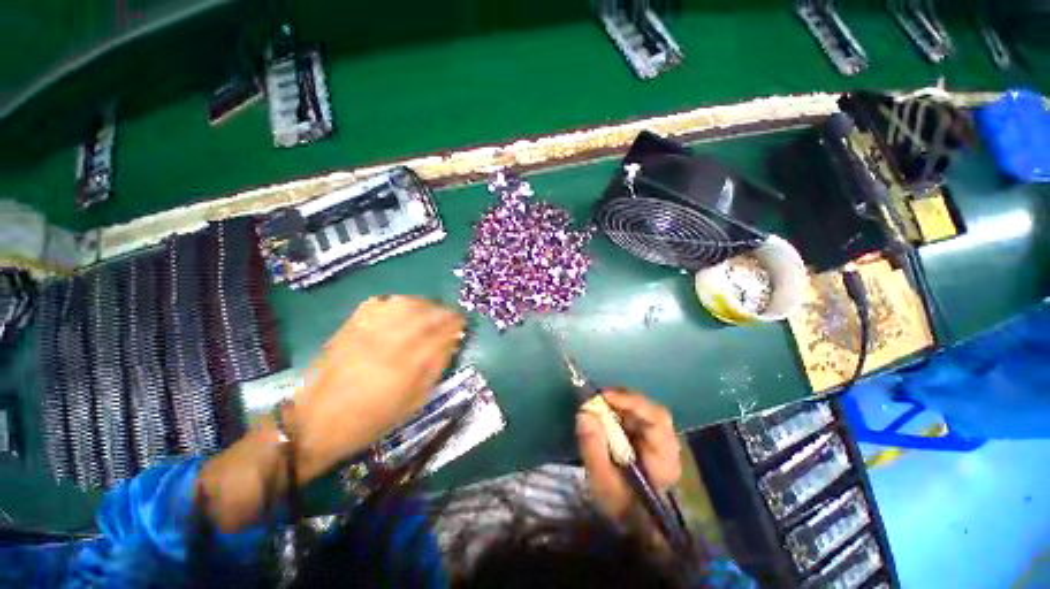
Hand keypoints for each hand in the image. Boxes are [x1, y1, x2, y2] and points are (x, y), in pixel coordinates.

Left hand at [292, 295, 465, 478]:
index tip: (463, 323)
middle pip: (426, 312)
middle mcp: (389, 341)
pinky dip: (397, 302)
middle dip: (444, 311)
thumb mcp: (414, 402)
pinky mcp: (350, 325)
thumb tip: (452, 342)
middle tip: (452, 316)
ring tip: (431, 311)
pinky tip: (403, 311)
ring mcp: (367, 330)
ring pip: (405, 302)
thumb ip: (436, 368)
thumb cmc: (372, 419)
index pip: (441, 332)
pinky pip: (380, 302)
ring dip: (424, 304)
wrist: (315, 422)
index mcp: (407, 365)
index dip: (456, 323)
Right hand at [576, 390, 681, 522]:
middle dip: (622, 400)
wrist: (635, 526)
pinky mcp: (648, 439)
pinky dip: (618, 412)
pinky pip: (634, 417)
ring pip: (641, 411)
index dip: (630, 401)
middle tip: (596, 398)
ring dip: (618, 405)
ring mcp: (659, 440)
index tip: (604, 396)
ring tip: (597, 406)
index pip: (656, 418)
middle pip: (649, 410)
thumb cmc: (622, 507)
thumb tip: (584, 413)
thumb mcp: (603, 483)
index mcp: (665, 457)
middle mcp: (667, 444)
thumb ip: (593, 448)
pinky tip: (603, 416)